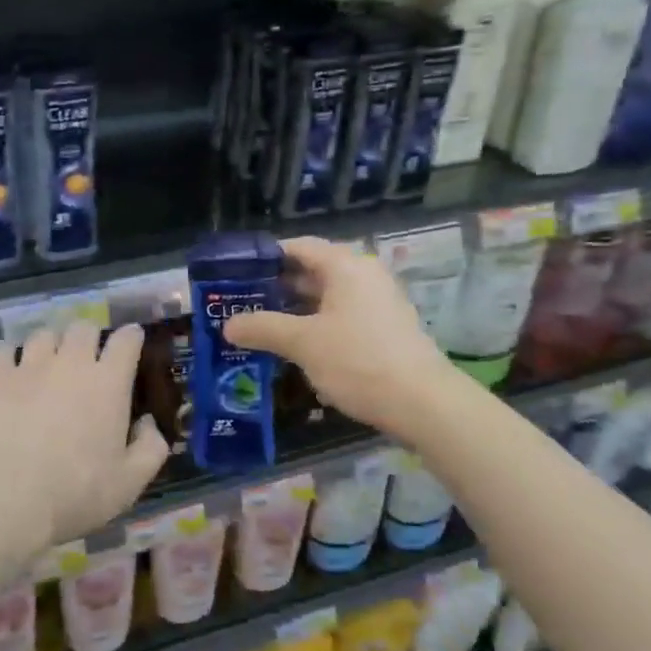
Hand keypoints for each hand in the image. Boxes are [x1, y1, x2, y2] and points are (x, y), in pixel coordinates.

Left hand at [0, 320, 169, 551]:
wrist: (6, 497)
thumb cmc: (76, 493)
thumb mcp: (130, 483)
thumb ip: (150, 448)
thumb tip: (147, 423)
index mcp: (109, 383)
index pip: (126, 341)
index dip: (132, 337)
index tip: (132, 340)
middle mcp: (71, 363)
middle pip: (83, 328)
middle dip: (90, 336)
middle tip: (88, 354)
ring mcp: (30, 366)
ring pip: (44, 333)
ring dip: (51, 342)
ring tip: (48, 359)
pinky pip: (4, 349)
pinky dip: (11, 352)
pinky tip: (11, 366)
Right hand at [223, 237, 452, 438]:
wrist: (422, 403)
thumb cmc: (358, 361)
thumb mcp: (303, 343)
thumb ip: (263, 328)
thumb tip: (228, 325)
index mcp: (346, 267)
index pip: (299, 247)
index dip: (266, 257)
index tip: (236, 274)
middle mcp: (364, 276)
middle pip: (313, 271)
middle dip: (276, 287)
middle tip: (241, 303)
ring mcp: (378, 303)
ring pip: (327, 297)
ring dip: (295, 310)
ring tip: (261, 327)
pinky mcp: (385, 329)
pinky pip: (342, 317)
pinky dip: (316, 325)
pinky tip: (296, 348)